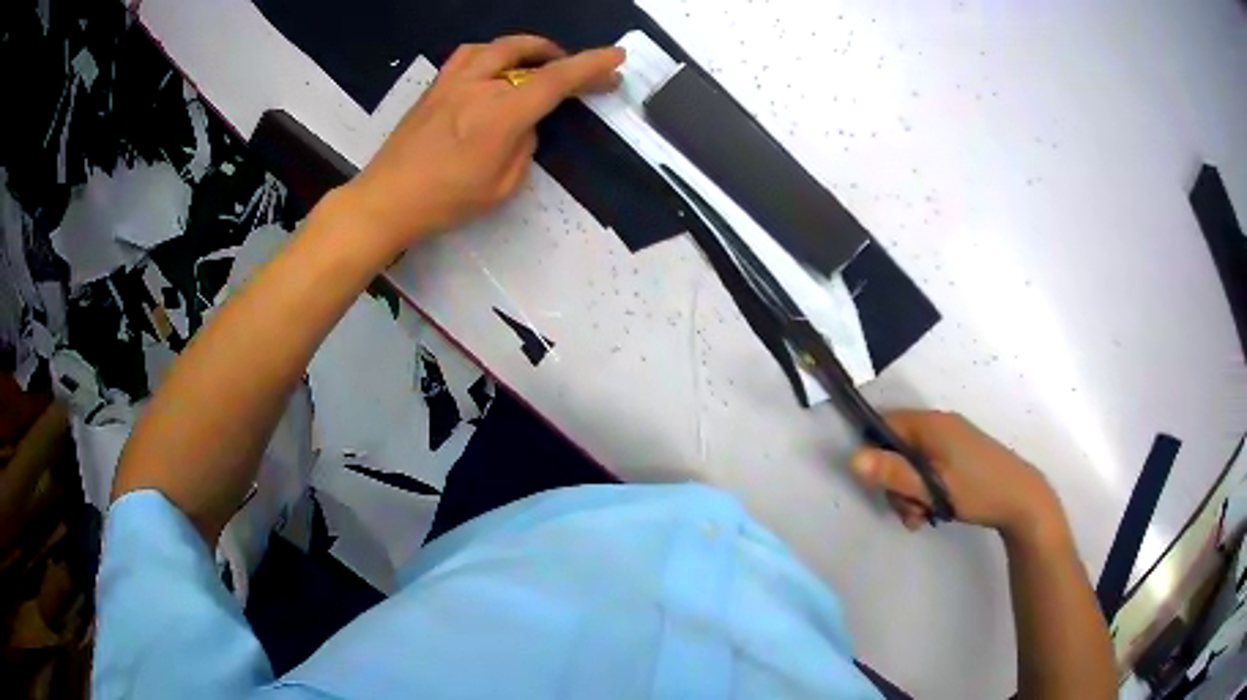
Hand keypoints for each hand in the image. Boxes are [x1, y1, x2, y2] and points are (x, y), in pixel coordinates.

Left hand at [343, 36, 624, 252]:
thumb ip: (522, 149)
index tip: (616, 58)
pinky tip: (494, 68)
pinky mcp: (434, 88)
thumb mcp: (499, 188)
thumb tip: (525, 125)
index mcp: (499, 116)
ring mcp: (451, 83)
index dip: (590, 66)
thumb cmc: (443, 202)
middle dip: (560, 55)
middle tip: (575, 68)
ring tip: (538, 59)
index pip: (555, 80)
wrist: (385, 201)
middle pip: (526, 53)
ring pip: (496, 46)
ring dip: (526, 47)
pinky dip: (492, 53)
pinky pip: (469, 55)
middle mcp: (477, 88)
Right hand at [849, 410, 1066, 542]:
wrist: (1023, 500)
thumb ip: (894, 474)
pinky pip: (929, 468)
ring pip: (913, 463)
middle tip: (909, 512)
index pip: (885, 424)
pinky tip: (933, 512)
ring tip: (923, 517)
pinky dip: (925, 490)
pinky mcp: (959, 455)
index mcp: (932, 424)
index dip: (874, 452)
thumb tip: (852, 459)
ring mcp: (951, 440)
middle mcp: (940, 425)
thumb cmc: (978, 490)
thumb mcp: (933, 487)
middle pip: (898, 449)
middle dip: (896, 483)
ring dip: (911, 492)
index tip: (879, 485)